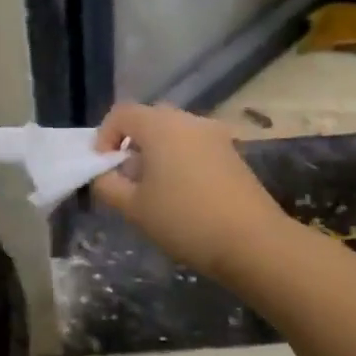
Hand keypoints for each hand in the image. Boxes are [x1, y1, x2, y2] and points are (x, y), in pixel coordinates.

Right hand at [90, 102, 288, 278]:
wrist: (252, 241)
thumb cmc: (184, 220)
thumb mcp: (133, 208)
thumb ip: (107, 185)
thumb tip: (102, 174)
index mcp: (161, 126)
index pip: (121, 114)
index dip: (104, 137)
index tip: (102, 169)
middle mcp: (189, 120)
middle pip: (149, 120)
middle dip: (130, 145)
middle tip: (125, 180)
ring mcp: (215, 135)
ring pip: (173, 133)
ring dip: (156, 153)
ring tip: (153, 190)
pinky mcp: (232, 153)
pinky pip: (194, 146)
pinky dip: (179, 160)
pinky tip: (182, 194)